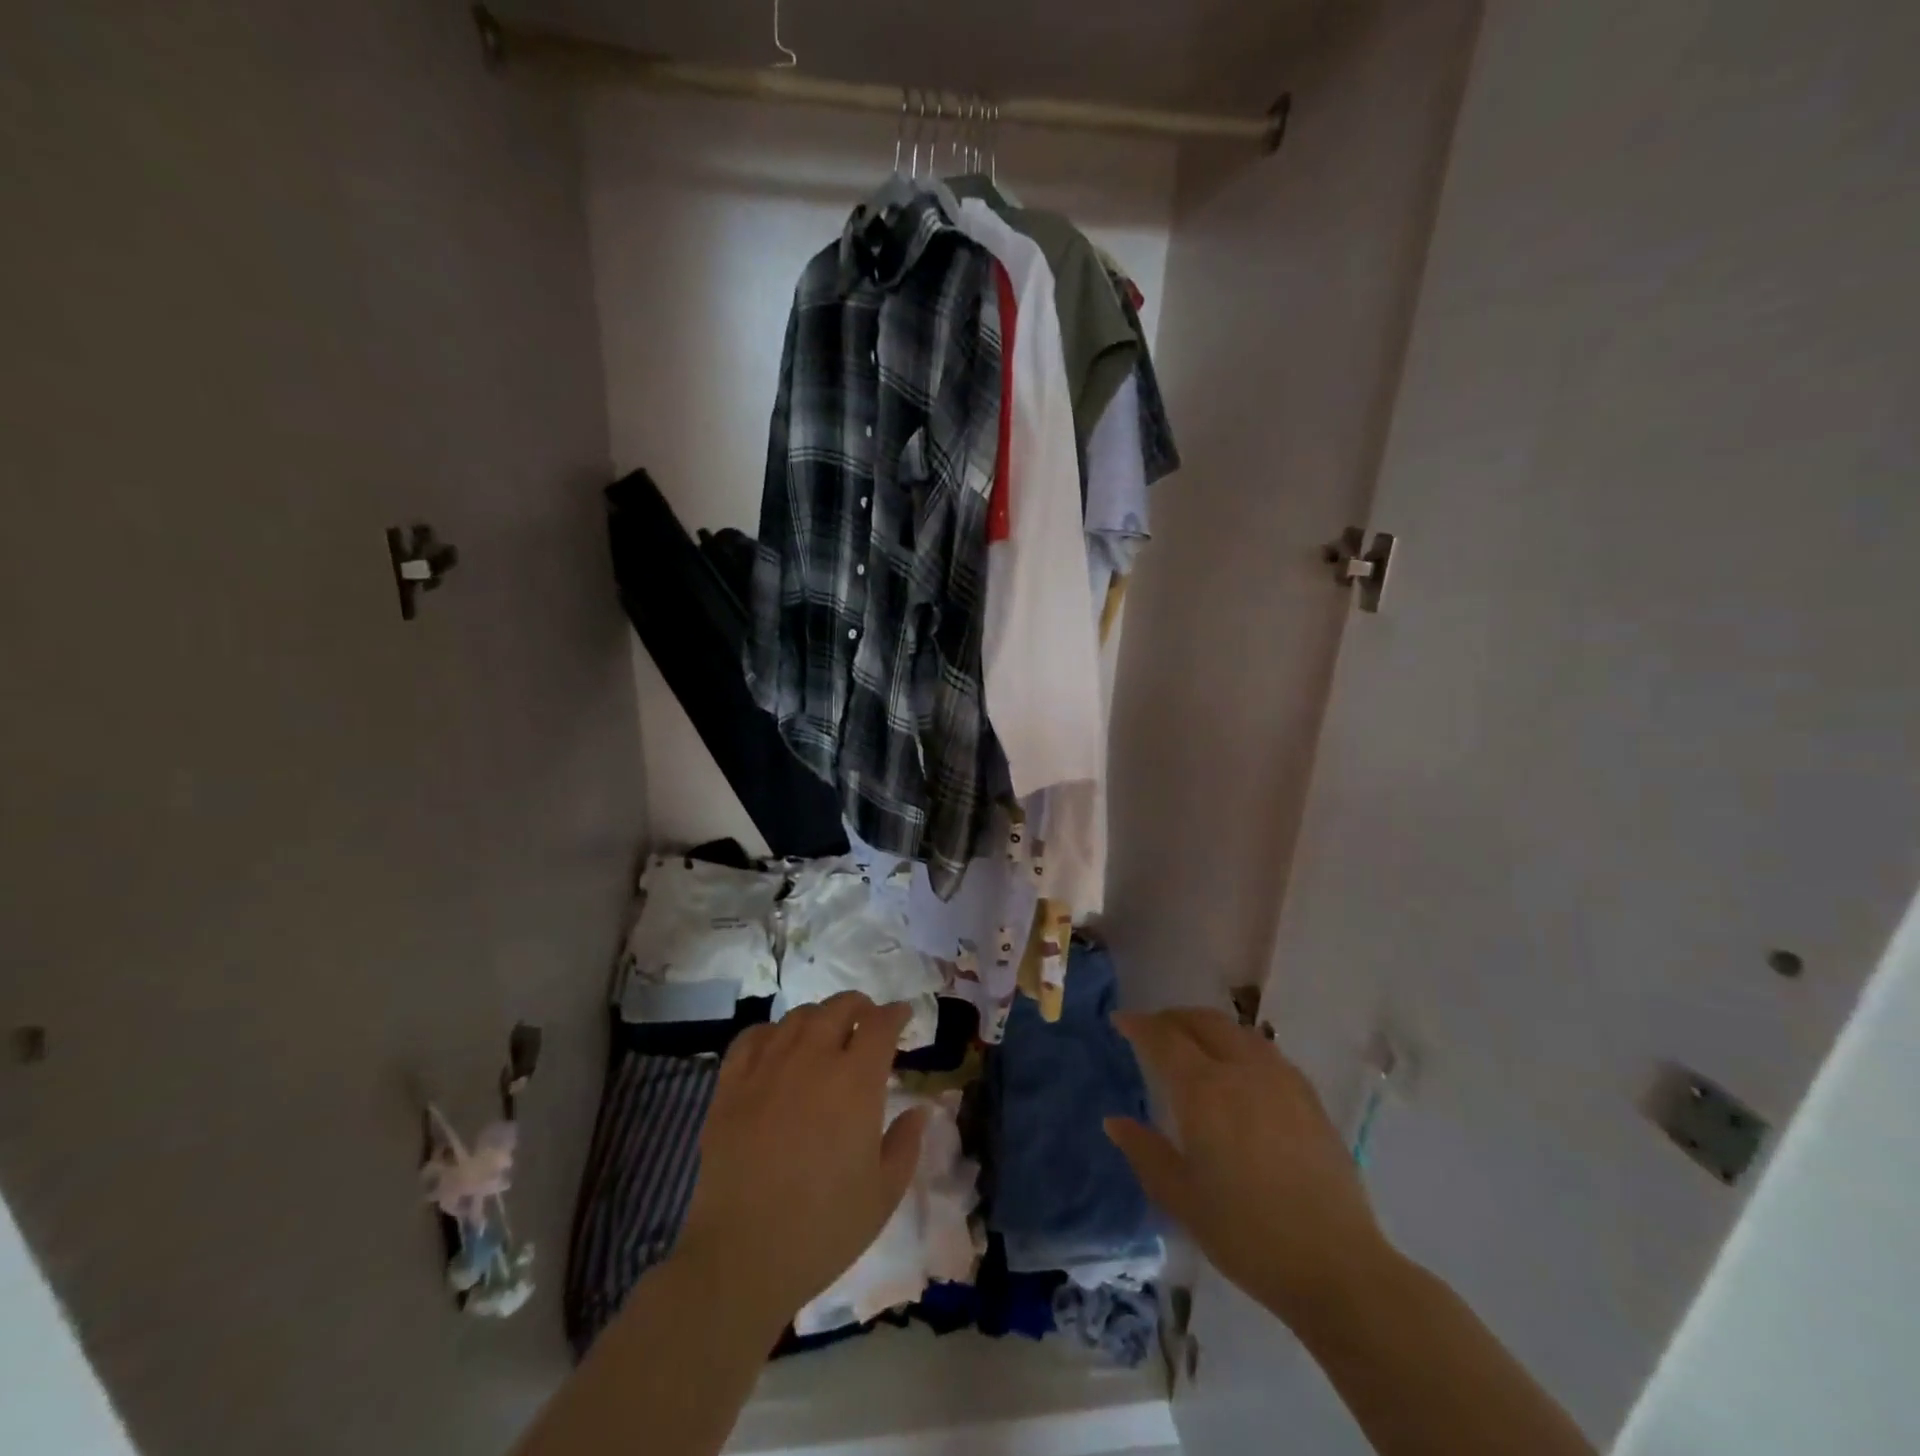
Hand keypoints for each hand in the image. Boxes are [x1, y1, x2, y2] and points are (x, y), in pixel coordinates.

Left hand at [675, 993, 927, 1327]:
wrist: (742, 1257)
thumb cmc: (824, 1229)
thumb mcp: (884, 1194)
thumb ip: (906, 1144)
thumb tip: (919, 1110)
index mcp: (855, 1082)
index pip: (881, 1024)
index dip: (896, 1014)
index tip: (904, 1017)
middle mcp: (812, 1060)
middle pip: (839, 1007)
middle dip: (860, 1007)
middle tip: (867, 1022)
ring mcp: (767, 1067)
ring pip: (798, 1016)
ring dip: (820, 1017)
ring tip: (826, 1034)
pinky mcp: (731, 1084)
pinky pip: (753, 1037)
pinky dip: (773, 1032)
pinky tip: (778, 1047)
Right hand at [1106, 1008, 1391, 1325]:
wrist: (1336, 1266)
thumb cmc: (1247, 1234)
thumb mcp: (1182, 1199)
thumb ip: (1145, 1153)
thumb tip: (1115, 1121)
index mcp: (1204, 1090)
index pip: (1164, 1038)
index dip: (1139, 1025)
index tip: (1121, 1020)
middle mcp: (1242, 1069)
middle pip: (1203, 1022)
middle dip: (1173, 1018)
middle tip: (1153, 1029)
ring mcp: (1280, 1079)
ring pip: (1236, 1030)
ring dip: (1207, 1026)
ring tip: (1193, 1043)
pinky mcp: (1308, 1096)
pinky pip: (1264, 1050)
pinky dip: (1238, 1044)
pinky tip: (1238, 1069)